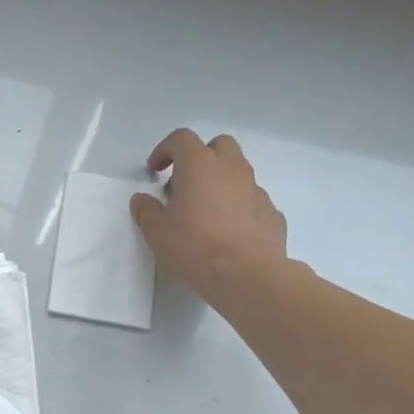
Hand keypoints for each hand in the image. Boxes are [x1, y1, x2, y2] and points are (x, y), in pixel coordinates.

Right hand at [130, 128, 296, 307]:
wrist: (247, 274)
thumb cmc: (195, 246)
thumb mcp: (157, 232)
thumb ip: (147, 211)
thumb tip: (142, 200)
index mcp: (199, 165)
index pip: (182, 139)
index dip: (165, 150)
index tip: (155, 170)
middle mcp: (231, 168)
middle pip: (218, 145)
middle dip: (201, 157)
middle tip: (185, 183)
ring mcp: (256, 189)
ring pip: (238, 171)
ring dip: (221, 181)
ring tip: (206, 210)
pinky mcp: (271, 211)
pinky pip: (252, 199)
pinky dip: (239, 205)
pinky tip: (229, 230)